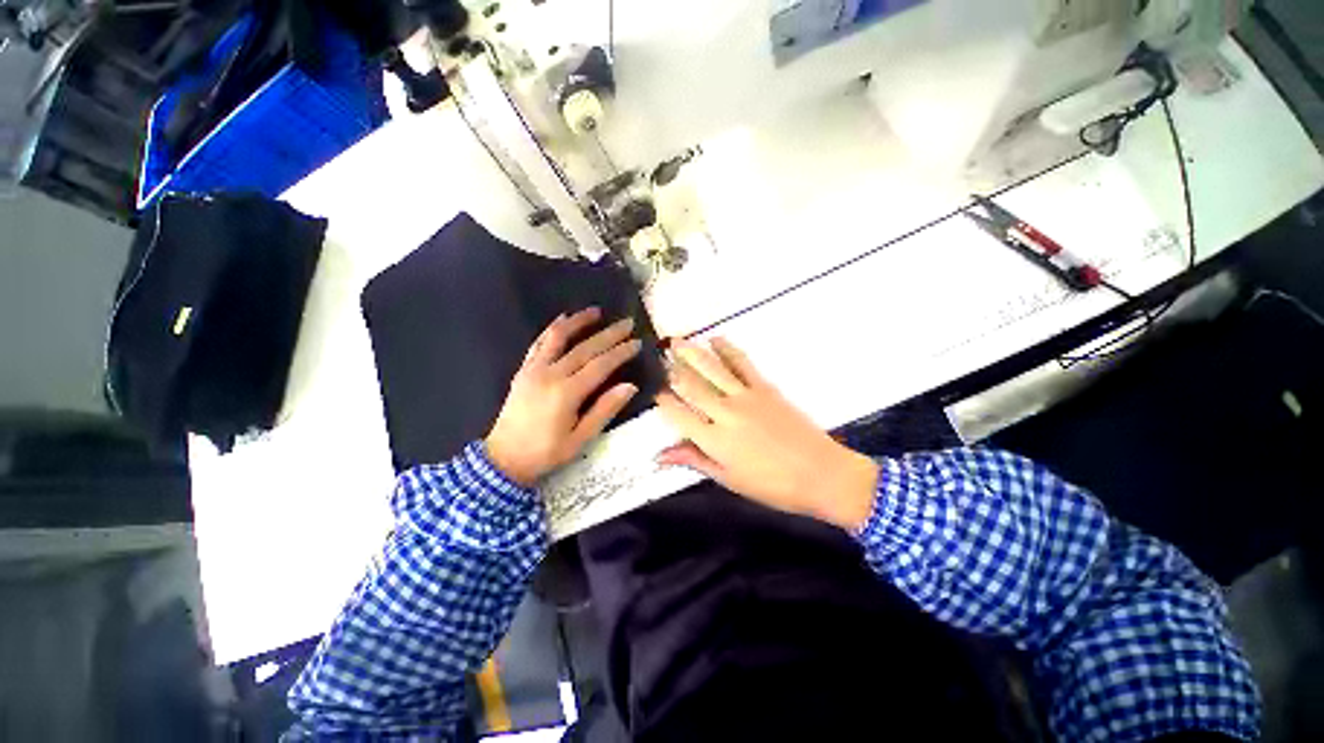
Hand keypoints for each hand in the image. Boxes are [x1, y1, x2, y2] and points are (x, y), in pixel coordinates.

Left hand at [486, 308, 640, 486]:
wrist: (503, 459)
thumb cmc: (546, 453)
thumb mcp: (581, 439)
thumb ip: (605, 410)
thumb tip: (630, 387)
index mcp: (567, 393)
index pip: (601, 365)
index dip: (620, 352)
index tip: (636, 342)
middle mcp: (551, 374)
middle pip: (585, 348)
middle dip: (609, 334)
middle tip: (627, 322)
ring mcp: (534, 369)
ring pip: (558, 337)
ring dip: (578, 322)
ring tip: (596, 311)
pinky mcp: (523, 370)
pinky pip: (538, 343)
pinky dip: (552, 329)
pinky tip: (561, 320)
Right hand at [655, 338, 879, 531]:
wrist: (822, 473)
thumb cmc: (773, 485)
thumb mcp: (729, 479)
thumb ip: (694, 460)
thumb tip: (660, 455)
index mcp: (714, 440)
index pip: (678, 415)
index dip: (663, 402)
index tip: (655, 393)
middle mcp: (725, 413)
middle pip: (691, 386)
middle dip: (672, 371)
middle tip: (660, 357)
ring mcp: (746, 396)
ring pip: (712, 370)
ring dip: (692, 354)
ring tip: (676, 341)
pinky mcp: (765, 387)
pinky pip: (742, 363)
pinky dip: (727, 349)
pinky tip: (716, 340)